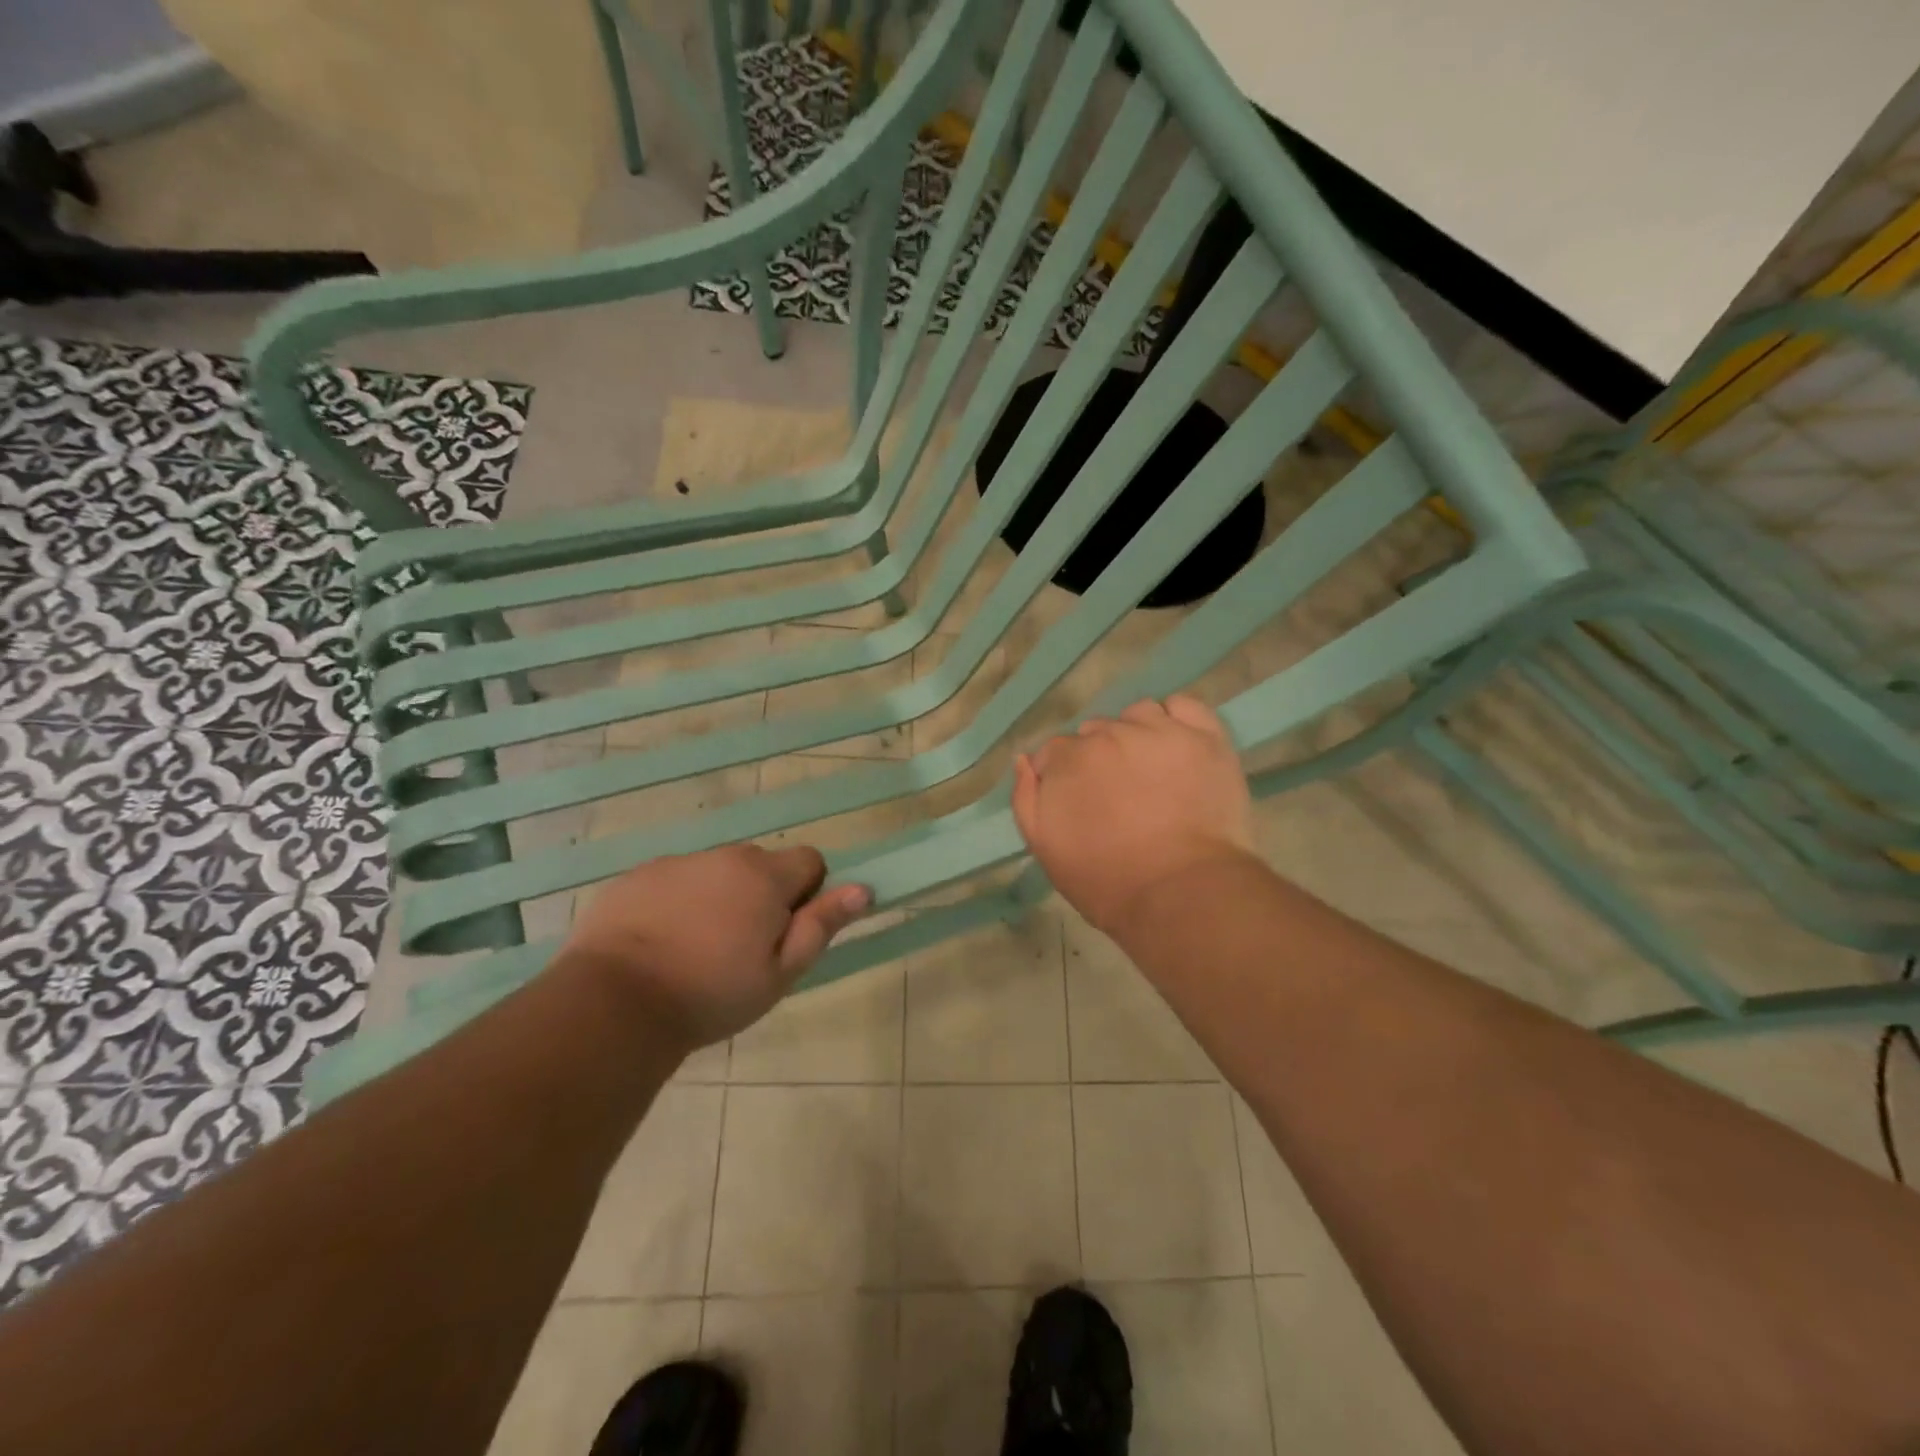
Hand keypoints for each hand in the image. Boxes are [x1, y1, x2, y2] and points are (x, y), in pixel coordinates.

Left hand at [561, 844, 869, 1051]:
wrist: (614, 1003)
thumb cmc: (711, 993)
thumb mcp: (779, 973)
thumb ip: (821, 926)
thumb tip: (863, 889)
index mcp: (764, 876)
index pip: (809, 860)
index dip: (805, 895)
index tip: (782, 932)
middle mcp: (724, 856)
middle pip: (760, 865)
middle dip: (760, 895)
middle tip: (740, 948)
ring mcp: (676, 863)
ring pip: (715, 873)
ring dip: (718, 898)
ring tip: (695, 950)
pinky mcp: (635, 877)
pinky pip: (673, 881)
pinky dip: (676, 903)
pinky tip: (658, 944)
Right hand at [1013, 696, 1256, 940]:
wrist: (1182, 894)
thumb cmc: (1107, 881)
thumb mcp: (1045, 848)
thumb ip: (1025, 798)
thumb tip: (1023, 760)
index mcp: (1068, 759)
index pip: (1055, 752)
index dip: (1065, 777)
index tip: (1080, 804)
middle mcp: (1110, 733)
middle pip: (1097, 732)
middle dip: (1100, 758)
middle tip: (1119, 796)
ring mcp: (1160, 731)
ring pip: (1138, 715)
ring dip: (1137, 734)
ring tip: (1152, 771)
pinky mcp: (1205, 737)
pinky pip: (1184, 706)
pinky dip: (1177, 719)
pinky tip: (1177, 744)